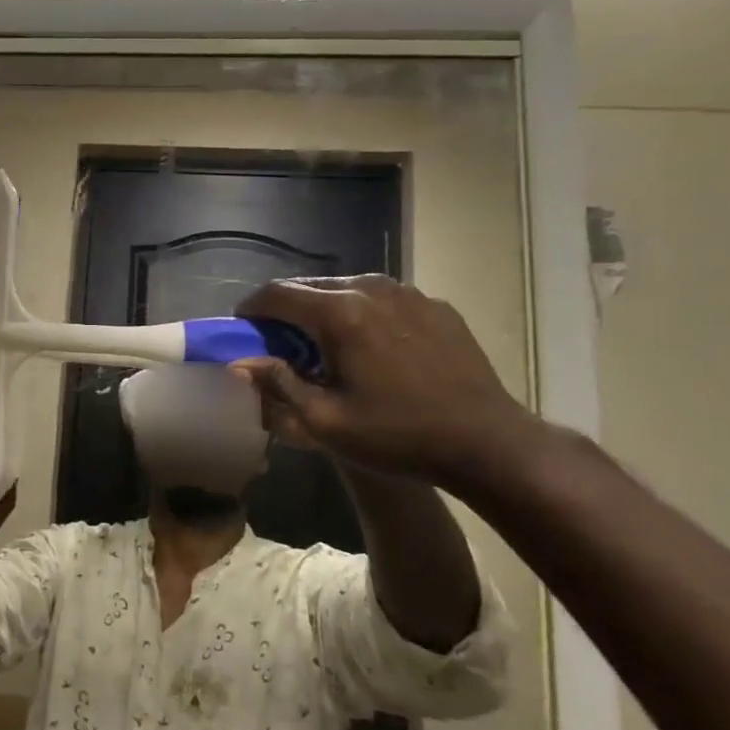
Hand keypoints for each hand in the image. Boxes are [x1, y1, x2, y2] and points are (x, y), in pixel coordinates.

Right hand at [233, 276, 550, 492]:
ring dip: (324, 309)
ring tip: (324, 343)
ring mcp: (408, 293)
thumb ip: (277, 385)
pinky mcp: (434, 305)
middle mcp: (371, 288)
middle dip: (287, 309)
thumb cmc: (398, 435)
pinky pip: (383, 299)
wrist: (489, 443)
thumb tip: (240, 364)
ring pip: (347, 288)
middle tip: (279, 341)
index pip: (277, 293)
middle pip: (310, 286)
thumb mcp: (325, 422)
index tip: (241, 327)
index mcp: (339, 312)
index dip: (251, 308)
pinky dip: (363, 313)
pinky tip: (371, 346)